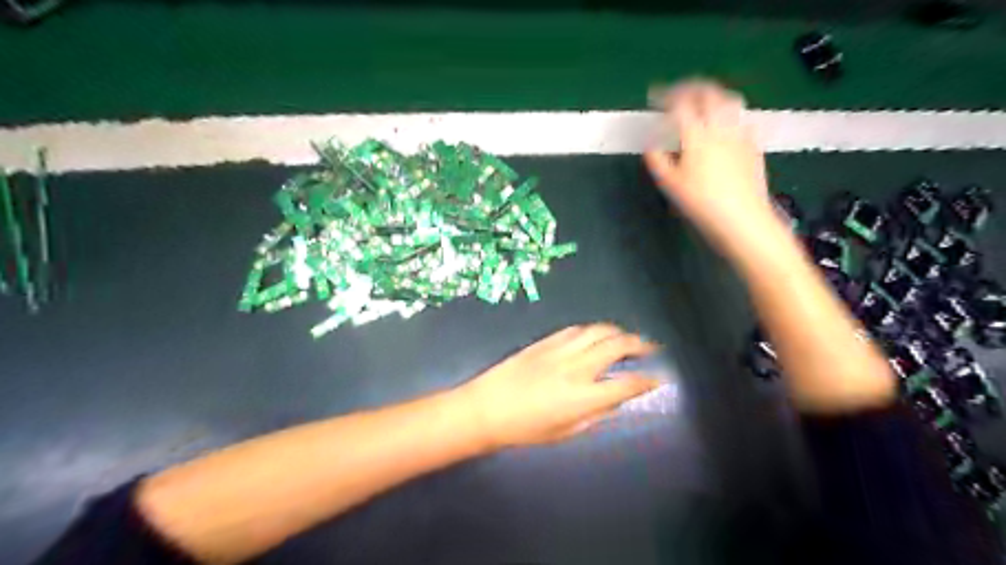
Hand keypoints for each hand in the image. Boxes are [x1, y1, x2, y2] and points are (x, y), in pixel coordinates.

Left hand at [457, 321, 660, 450]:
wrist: (486, 408)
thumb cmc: (524, 428)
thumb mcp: (565, 431)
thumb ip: (595, 414)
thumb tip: (615, 400)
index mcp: (583, 396)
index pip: (626, 383)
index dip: (647, 380)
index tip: (658, 377)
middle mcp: (576, 368)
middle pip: (617, 346)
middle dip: (639, 344)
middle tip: (650, 347)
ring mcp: (560, 350)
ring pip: (597, 331)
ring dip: (617, 331)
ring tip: (626, 336)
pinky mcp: (545, 341)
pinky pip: (575, 329)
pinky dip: (591, 330)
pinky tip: (596, 334)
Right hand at [648, 79, 779, 260]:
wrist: (742, 219)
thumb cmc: (701, 203)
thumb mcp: (670, 185)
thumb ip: (658, 160)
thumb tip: (651, 144)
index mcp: (696, 136)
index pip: (680, 105)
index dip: (665, 96)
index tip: (655, 96)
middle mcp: (720, 128)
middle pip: (708, 94)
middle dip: (691, 88)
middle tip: (678, 92)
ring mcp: (740, 134)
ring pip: (729, 101)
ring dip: (713, 94)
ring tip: (703, 100)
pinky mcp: (754, 144)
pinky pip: (743, 118)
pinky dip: (730, 113)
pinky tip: (726, 123)